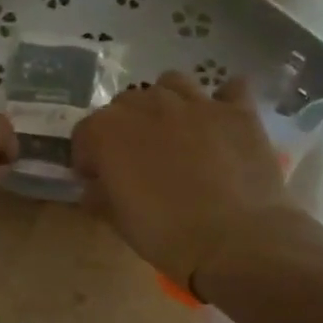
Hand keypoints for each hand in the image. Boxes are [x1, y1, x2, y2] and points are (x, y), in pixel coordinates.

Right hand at [73, 72, 312, 294]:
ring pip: (172, 83)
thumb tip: (95, 187)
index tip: (97, 179)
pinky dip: (224, 100)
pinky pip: (231, 88)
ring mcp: (196, 103)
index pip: (85, 132)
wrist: (236, 240)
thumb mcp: (119, 222)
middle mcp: (149, 105)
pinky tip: (222, 120)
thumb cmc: (166, 235)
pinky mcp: (237, 111)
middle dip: (125, 126)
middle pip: (126, 102)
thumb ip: (100, 196)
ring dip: (166, 101)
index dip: (88, 156)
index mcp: (109, 132)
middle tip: (137, 159)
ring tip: (174, 130)